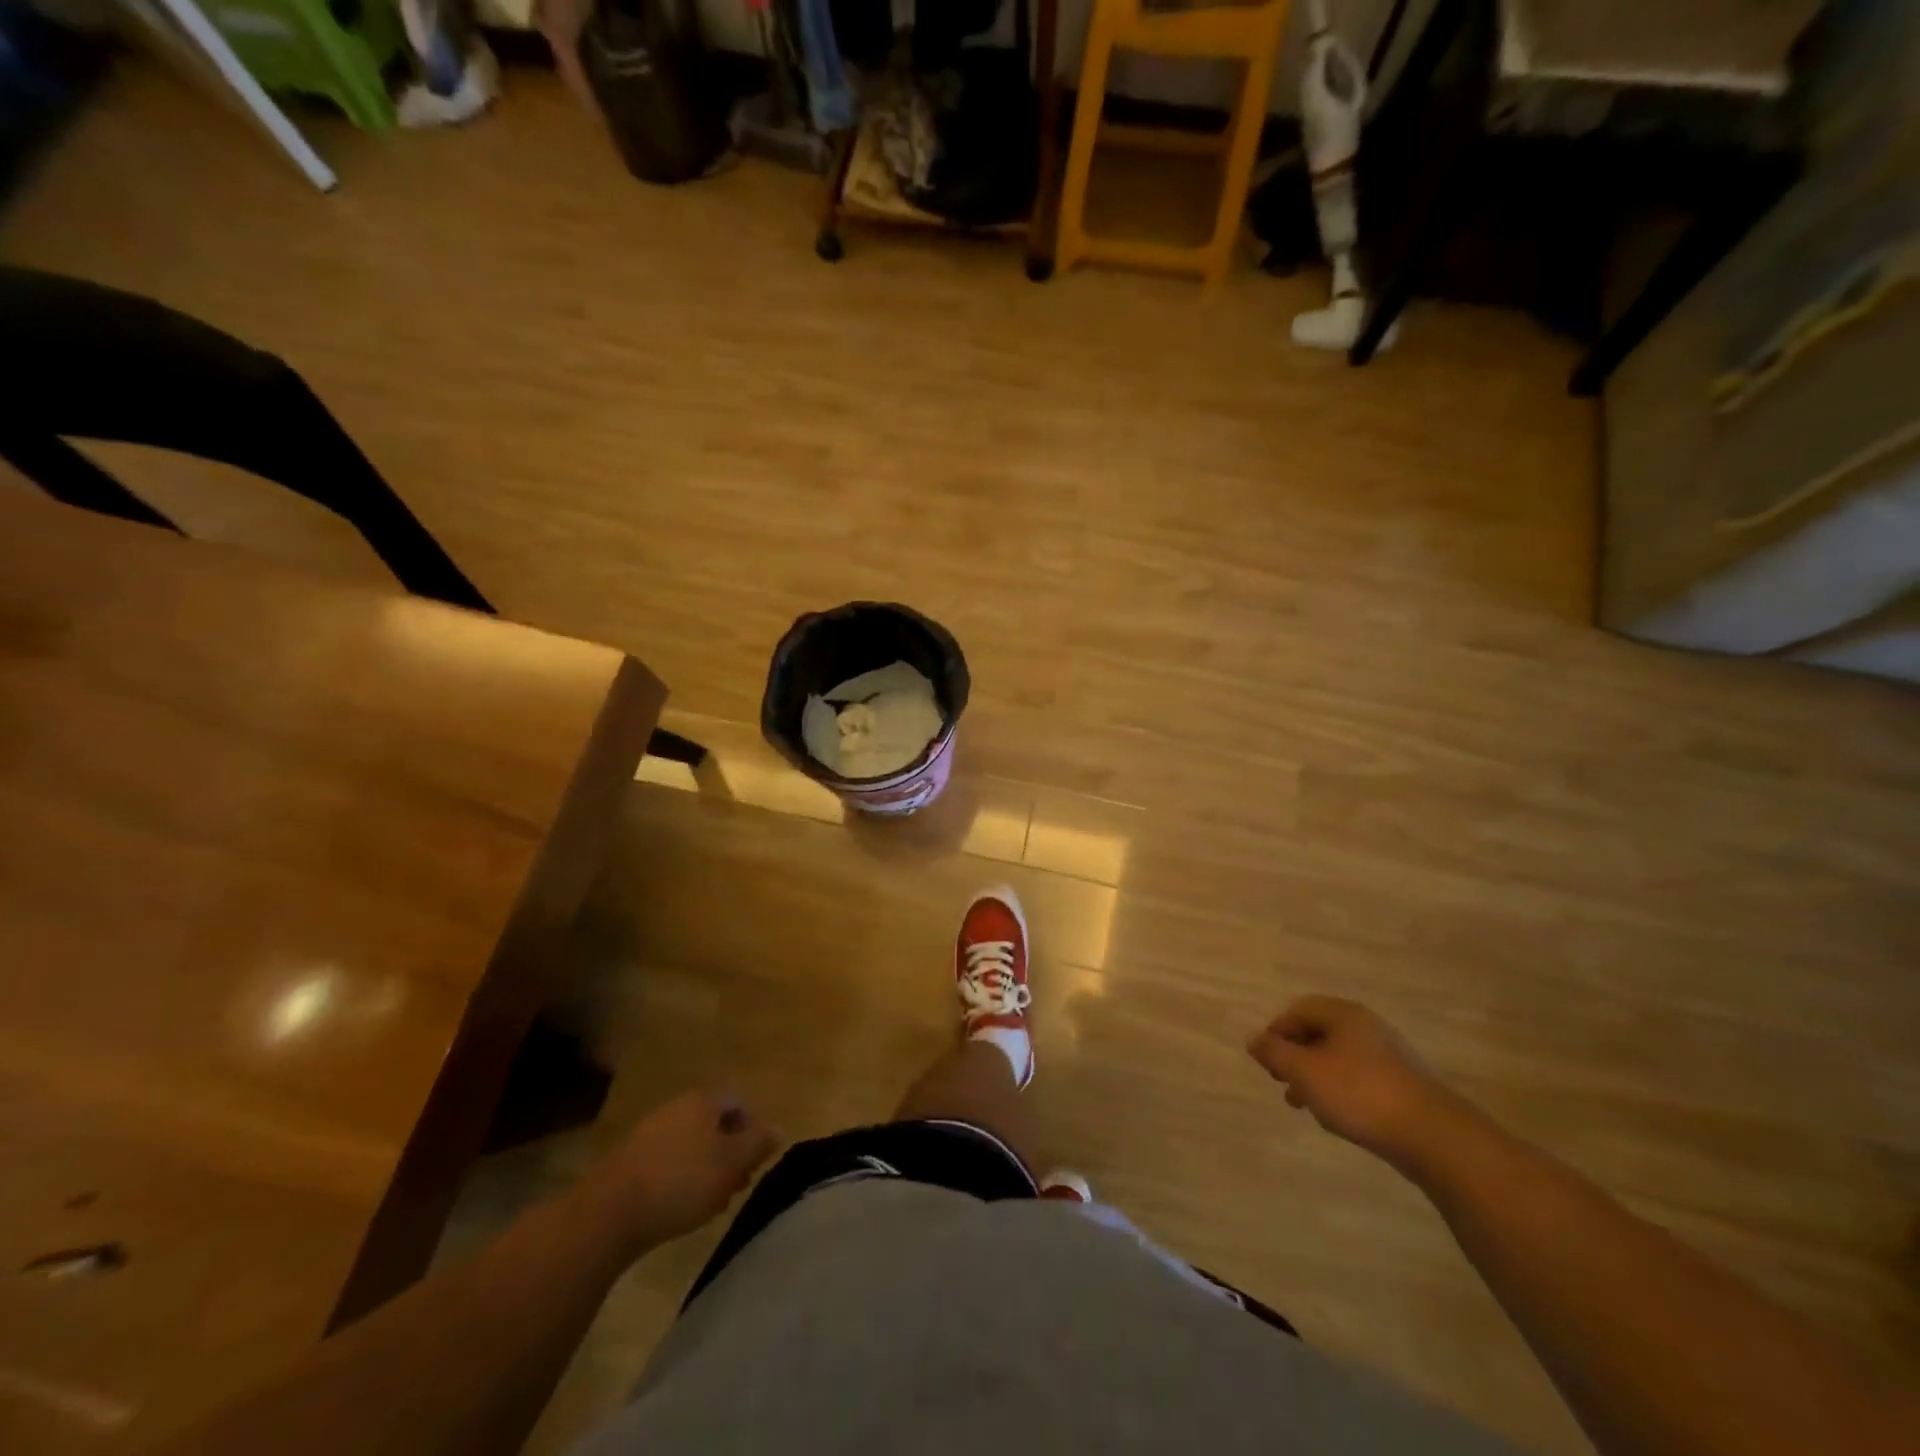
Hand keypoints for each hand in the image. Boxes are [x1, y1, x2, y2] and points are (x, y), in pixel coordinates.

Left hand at [594, 1091, 778, 1250]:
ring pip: (691, 1145)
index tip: (754, 1165)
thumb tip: (778, 1129)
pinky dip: (679, 1180)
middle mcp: (676, 1108)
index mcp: (703, 1101)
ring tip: (709, 1204)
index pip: (738, 1104)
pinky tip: (678, 1208)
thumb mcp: (732, 1164)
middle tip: (735, 1187)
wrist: (608, 1213)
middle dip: (729, 1154)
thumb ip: (758, 1144)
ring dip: (706, 1169)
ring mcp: (649, 1133)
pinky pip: (667, 1162)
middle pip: (714, 1125)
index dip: (752, 1131)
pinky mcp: (629, 1161)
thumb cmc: (681, 1182)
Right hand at [1248, 997, 1465, 1171]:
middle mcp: (1367, 1027)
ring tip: (1303, 1105)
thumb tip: (1254, 1039)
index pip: (1298, 1010)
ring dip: (1315, 1077)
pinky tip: (1338, 1117)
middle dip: (1294, 1057)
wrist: (1435, 1137)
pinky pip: (1359, 1079)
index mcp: (1344, 1015)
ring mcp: (1389, 1056)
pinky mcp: (1403, 1085)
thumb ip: (1274, 1053)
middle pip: (1318, 1033)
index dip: (1276, 1032)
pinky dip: (1340, 1091)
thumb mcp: (1304, 1072)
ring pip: (1338, 1059)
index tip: (1266, 1061)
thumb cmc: (1360, 1094)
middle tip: (1281, 1082)